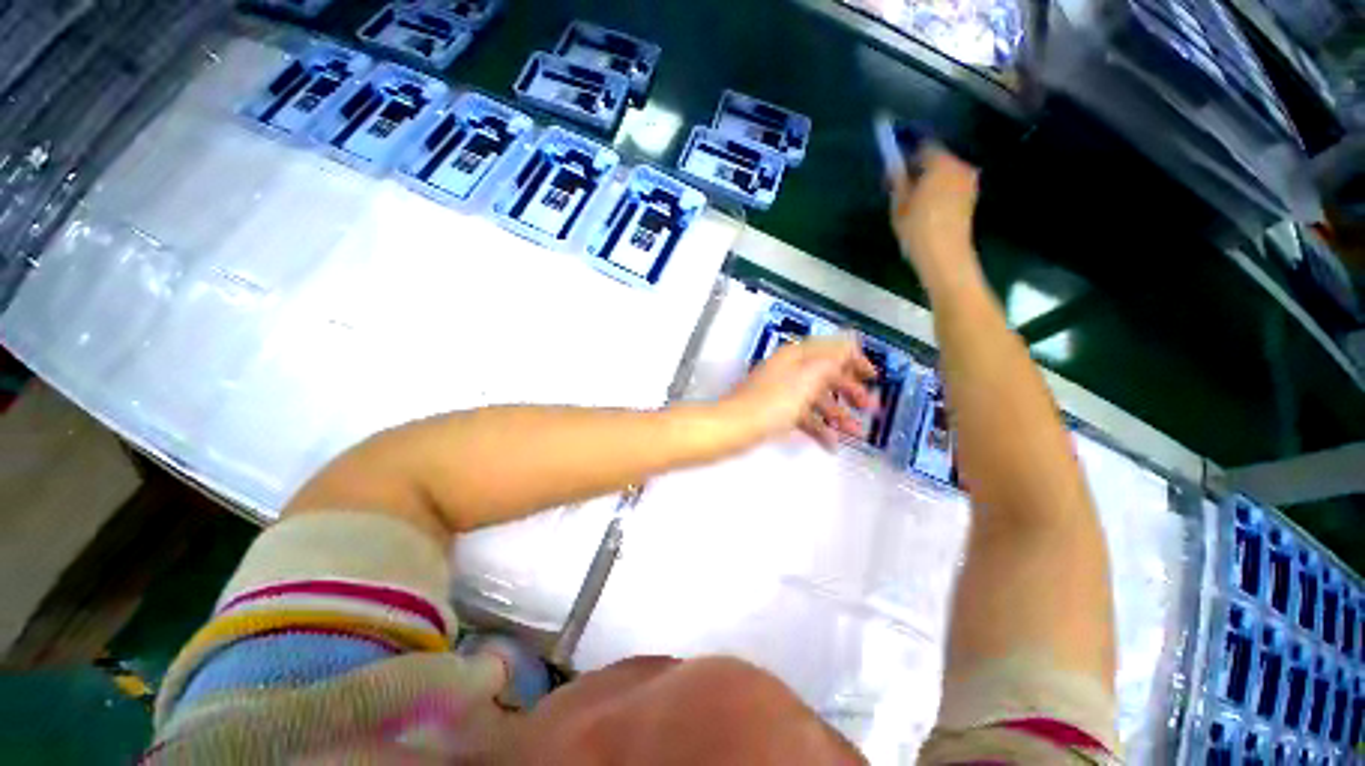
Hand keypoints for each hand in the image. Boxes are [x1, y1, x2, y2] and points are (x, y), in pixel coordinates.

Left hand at [720, 335, 878, 448]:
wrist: (734, 427)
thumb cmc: (772, 403)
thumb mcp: (806, 379)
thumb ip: (830, 360)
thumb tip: (849, 343)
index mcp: (796, 357)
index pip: (831, 350)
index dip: (854, 360)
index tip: (873, 376)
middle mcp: (790, 371)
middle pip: (826, 375)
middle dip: (850, 391)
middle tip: (870, 408)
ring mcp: (782, 392)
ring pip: (816, 399)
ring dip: (838, 414)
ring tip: (857, 432)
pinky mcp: (776, 412)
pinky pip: (803, 416)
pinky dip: (819, 428)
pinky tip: (831, 444)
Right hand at [888, 145, 980, 292]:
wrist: (945, 255)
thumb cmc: (918, 229)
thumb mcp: (899, 205)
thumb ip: (897, 180)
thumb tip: (894, 164)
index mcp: (941, 163)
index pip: (924, 145)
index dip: (908, 151)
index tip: (895, 164)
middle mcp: (959, 166)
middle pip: (937, 157)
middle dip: (920, 166)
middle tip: (902, 183)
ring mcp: (969, 181)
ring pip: (945, 172)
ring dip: (930, 178)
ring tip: (913, 198)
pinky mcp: (971, 197)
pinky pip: (952, 184)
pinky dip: (940, 189)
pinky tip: (927, 207)